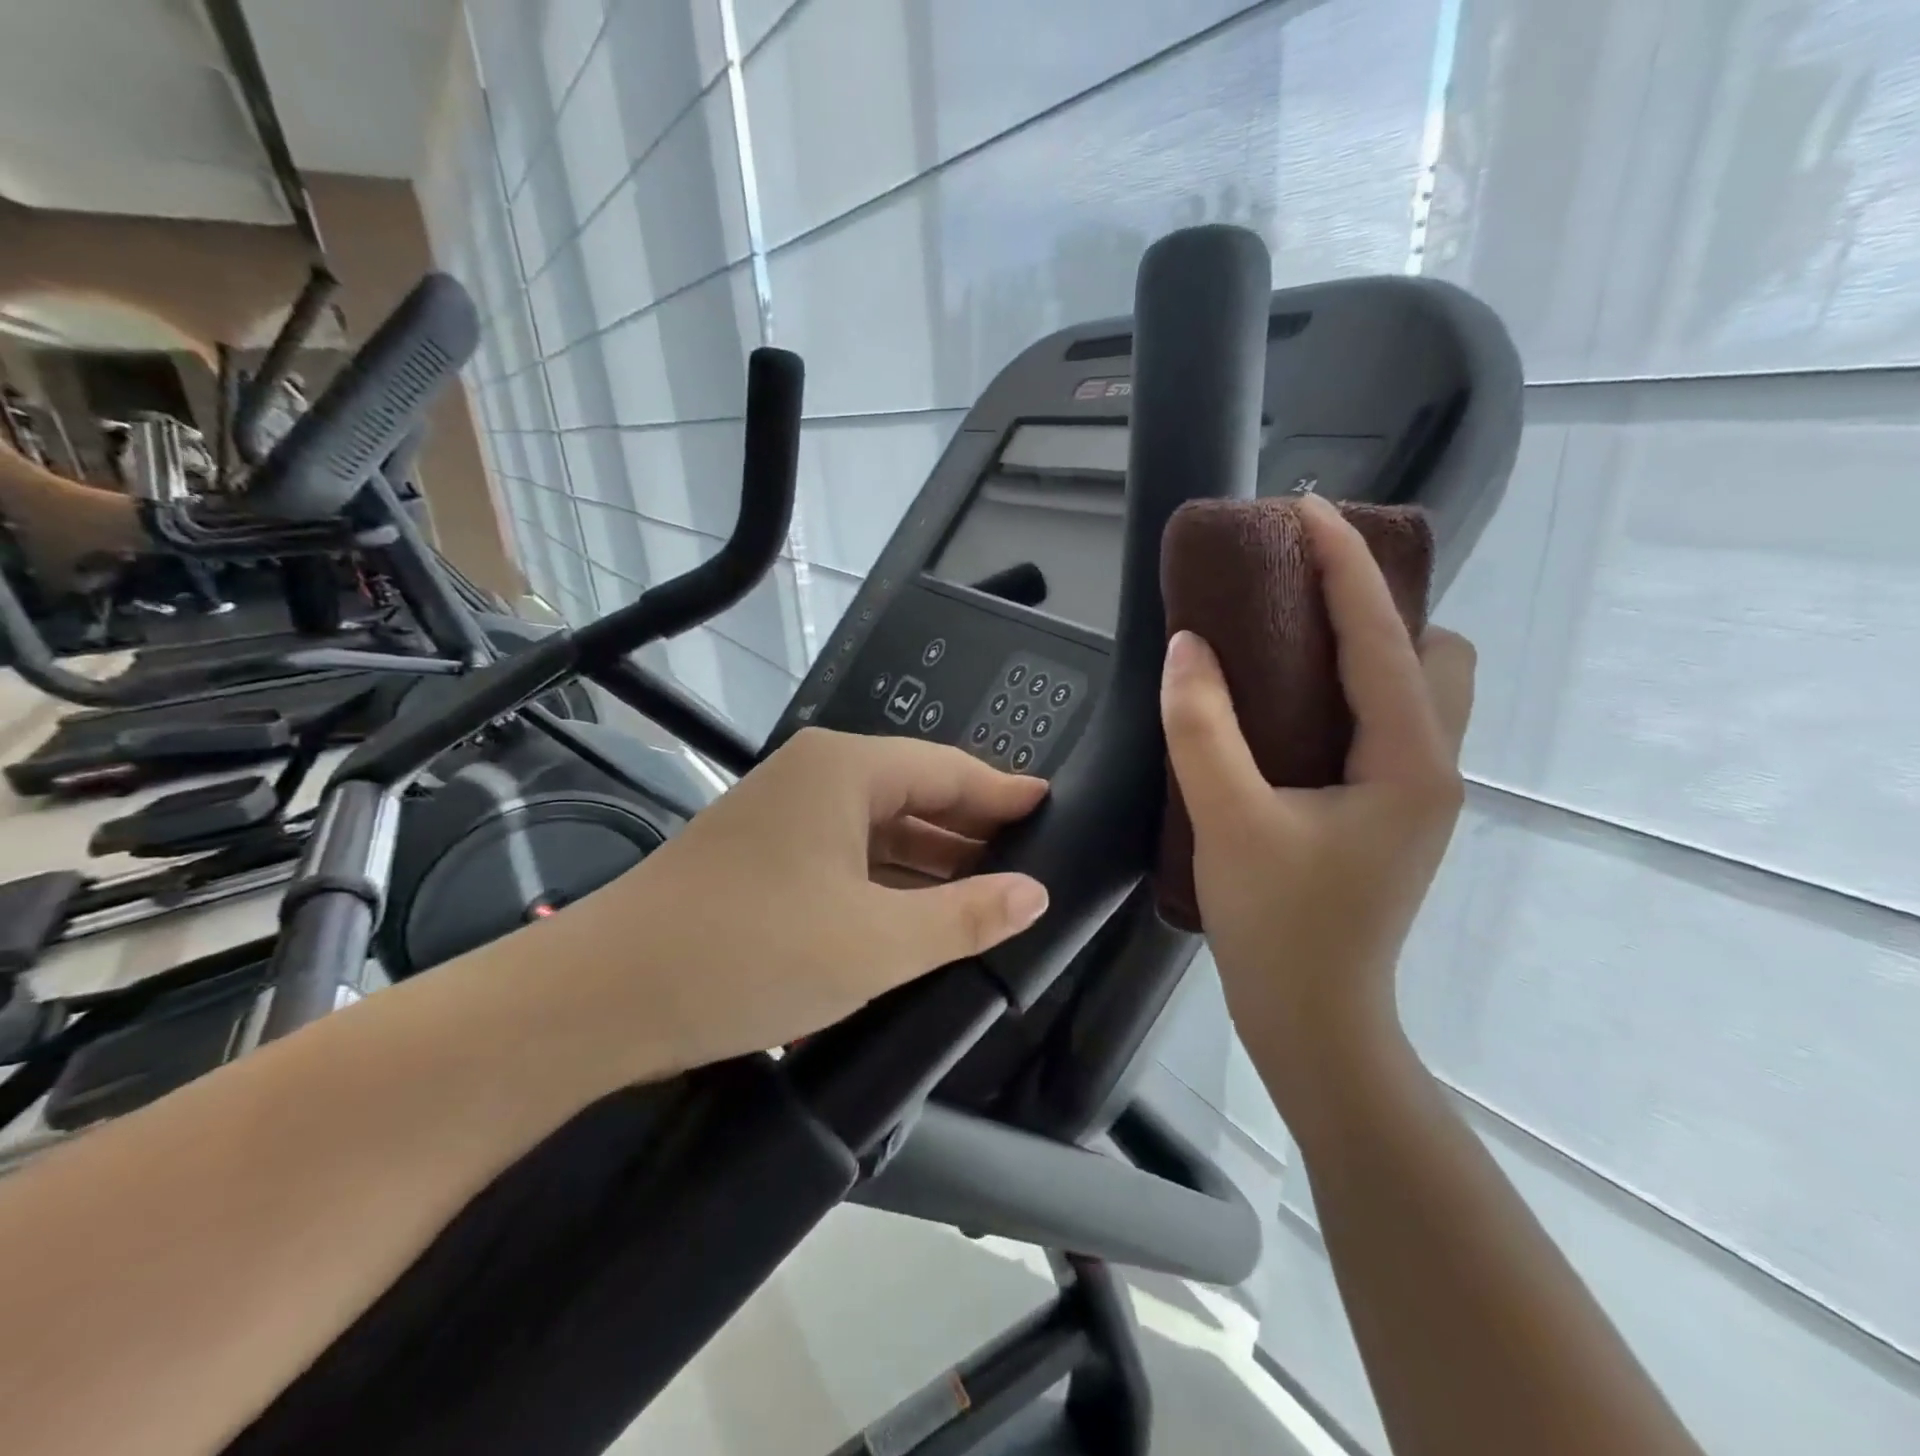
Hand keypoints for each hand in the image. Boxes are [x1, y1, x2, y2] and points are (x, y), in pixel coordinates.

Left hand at [549, 728, 1049, 1073]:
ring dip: (930, 865)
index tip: (1055, 811)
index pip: (950, 770)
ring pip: (880, 831)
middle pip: (916, 795)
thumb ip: (964, 917)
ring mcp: (785, 816)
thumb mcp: (874, 942)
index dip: (1006, 795)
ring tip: (988, 900)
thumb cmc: (747, 953)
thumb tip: (1035, 893)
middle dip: (972, 834)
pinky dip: (887, 884)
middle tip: (1032, 869)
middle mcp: (816, 777)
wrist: (601, 998)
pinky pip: (847, 858)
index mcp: (845, 770)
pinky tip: (918, 918)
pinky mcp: (764, 856)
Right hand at [1160, 493, 1473, 1121]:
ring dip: (1366, 645)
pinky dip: (1351, 688)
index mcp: (1409, 760)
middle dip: (1375, 603)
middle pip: (1430, 652)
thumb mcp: (1227, 821)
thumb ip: (1202, 729)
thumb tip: (1187, 646)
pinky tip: (1290, 703)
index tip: (1306, 508)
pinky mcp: (1391, 810)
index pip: (1381, 636)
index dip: (1345, 564)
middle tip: (1295, 590)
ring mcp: (1417, 791)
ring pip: (1415, 688)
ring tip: (1290, 636)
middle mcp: (1432, 765)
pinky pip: (1387, 720)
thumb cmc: (1279, 927)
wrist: (1314, 1020)